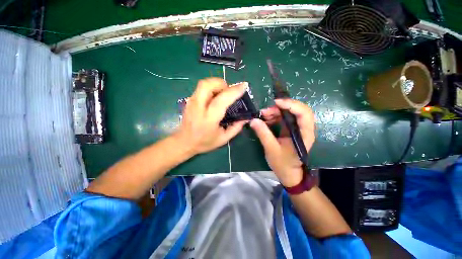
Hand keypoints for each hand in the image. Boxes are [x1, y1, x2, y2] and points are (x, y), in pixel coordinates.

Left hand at [175, 78, 247, 154]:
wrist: (184, 142)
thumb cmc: (204, 142)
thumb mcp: (223, 139)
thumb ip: (236, 128)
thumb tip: (246, 118)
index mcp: (209, 119)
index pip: (221, 100)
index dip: (234, 91)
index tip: (244, 86)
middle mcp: (198, 107)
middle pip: (208, 85)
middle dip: (221, 83)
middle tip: (229, 91)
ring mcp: (191, 102)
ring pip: (203, 83)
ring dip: (216, 84)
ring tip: (223, 93)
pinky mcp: (189, 100)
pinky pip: (201, 88)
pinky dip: (211, 87)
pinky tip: (215, 96)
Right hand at [250, 99, 314, 186]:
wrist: (289, 173)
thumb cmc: (283, 164)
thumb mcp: (271, 149)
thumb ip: (263, 134)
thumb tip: (253, 120)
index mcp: (304, 134)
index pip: (304, 113)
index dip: (291, 105)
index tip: (276, 103)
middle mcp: (304, 128)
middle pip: (297, 110)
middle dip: (280, 108)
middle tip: (265, 111)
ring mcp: (297, 128)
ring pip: (289, 113)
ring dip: (275, 112)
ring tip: (262, 116)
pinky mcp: (291, 129)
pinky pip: (284, 118)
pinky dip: (274, 117)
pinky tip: (265, 120)